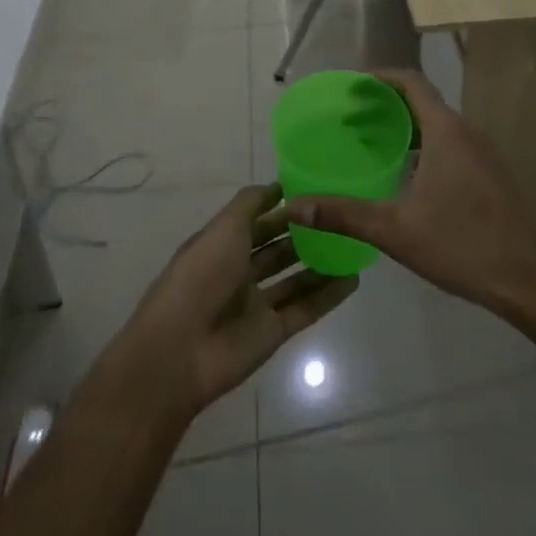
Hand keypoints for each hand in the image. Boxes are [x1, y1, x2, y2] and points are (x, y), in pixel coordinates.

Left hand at [98, 184, 357, 423]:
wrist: (181, 350)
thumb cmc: (201, 275)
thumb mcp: (224, 227)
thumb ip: (251, 204)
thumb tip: (278, 186)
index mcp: (221, 244)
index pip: (256, 221)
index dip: (281, 207)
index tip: (315, 190)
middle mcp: (238, 271)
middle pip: (277, 249)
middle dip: (304, 233)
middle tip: (340, 217)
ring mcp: (256, 304)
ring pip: (294, 278)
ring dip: (320, 263)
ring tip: (353, 244)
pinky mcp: (272, 332)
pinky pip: (306, 308)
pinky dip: (328, 295)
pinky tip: (353, 279)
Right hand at [286, 70, 535, 317]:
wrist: (530, 280)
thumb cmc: (462, 245)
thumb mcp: (395, 230)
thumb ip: (344, 214)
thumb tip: (294, 207)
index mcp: (446, 132)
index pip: (412, 82)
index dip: (380, 78)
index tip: (351, 87)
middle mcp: (467, 133)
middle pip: (423, 102)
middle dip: (386, 105)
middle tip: (350, 119)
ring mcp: (484, 155)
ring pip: (438, 126)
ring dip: (405, 128)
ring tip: (372, 144)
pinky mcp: (491, 176)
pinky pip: (451, 146)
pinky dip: (424, 147)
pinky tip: (407, 178)